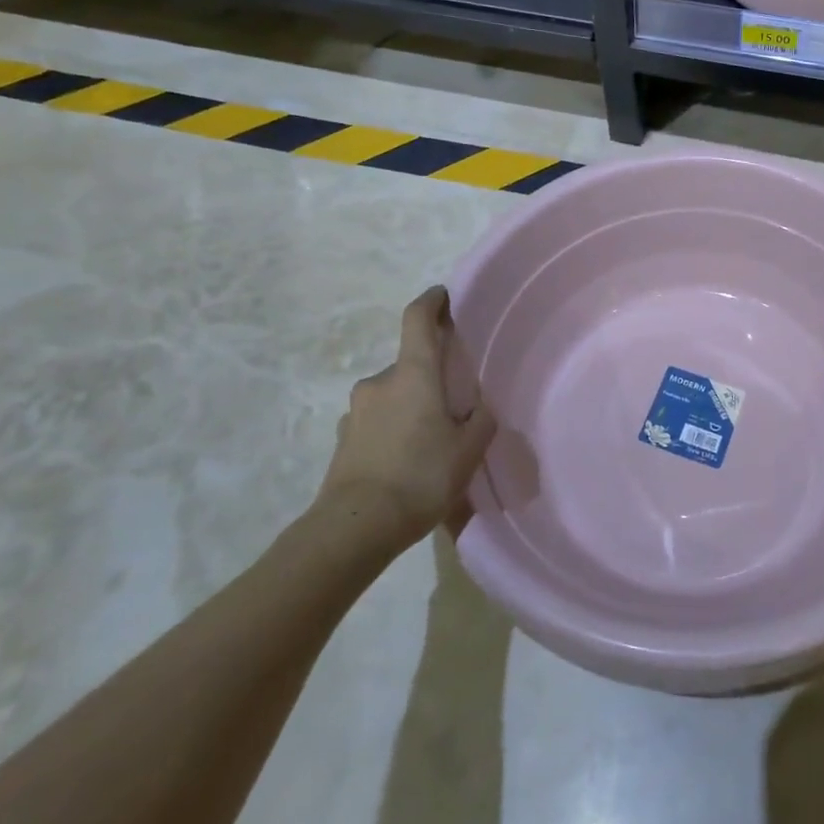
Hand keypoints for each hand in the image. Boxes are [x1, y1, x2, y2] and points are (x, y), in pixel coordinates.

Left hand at [316, 287, 496, 552]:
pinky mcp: (343, 440)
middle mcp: (380, 382)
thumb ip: (480, 421)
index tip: (443, 296)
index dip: (431, 301)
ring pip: (393, 396)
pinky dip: (393, 430)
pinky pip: (377, 423)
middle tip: (454, 403)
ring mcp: (356, 411)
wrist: (354, 528)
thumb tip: (479, 408)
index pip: (417, 318)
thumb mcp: (468, 450)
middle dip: (430, 376)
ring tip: (431, 441)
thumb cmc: (420, 476)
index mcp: (413, 373)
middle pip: (410, 364)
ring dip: (411, 406)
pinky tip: (407, 462)